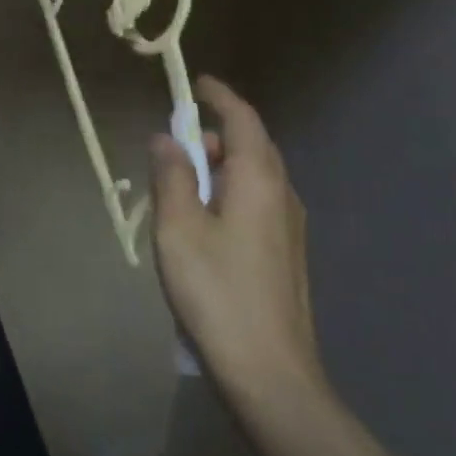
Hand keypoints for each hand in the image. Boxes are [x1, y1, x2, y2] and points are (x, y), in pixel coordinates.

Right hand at [150, 76, 325, 403]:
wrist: (270, 373)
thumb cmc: (217, 291)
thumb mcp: (178, 228)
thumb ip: (171, 176)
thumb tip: (166, 139)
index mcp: (258, 180)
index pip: (242, 119)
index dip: (220, 96)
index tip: (196, 82)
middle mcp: (282, 194)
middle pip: (250, 145)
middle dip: (212, 135)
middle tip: (173, 147)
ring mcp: (290, 226)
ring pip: (253, 175)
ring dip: (218, 166)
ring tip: (179, 188)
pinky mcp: (286, 253)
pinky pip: (256, 201)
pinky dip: (228, 192)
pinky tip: (203, 222)